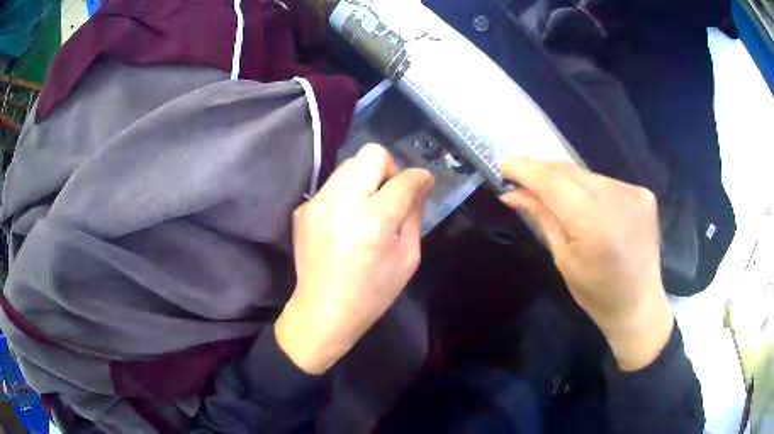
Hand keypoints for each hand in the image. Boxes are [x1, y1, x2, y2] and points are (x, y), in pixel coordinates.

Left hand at [275, 144, 433, 374]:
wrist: (322, 310)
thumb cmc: (372, 292)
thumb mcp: (407, 259)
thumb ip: (414, 215)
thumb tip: (420, 185)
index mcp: (375, 220)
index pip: (404, 179)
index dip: (419, 177)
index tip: (423, 183)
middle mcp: (343, 202)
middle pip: (371, 154)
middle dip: (389, 168)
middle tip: (392, 194)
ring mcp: (318, 203)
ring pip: (349, 165)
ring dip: (366, 178)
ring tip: (368, 207)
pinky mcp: (304, 209)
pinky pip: (332, 186)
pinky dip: (346, 194)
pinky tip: (346, 221)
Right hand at [500, 159, 673, 370]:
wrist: (639, 302)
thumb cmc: (596, 292)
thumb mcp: (563, 259)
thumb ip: (542, 218)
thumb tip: (512, 193)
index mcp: (595, 226)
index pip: (554, 183)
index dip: (527, 170)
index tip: (504, 166)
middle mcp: (618, 201)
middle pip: (570, 172)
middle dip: (541, 170)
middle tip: (519, 173)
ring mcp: (634, 194)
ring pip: (587, 174)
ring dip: (564, 178)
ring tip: (547, 186)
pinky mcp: (643, 194)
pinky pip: (605, 181)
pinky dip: (588, 186)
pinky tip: (581, 199)